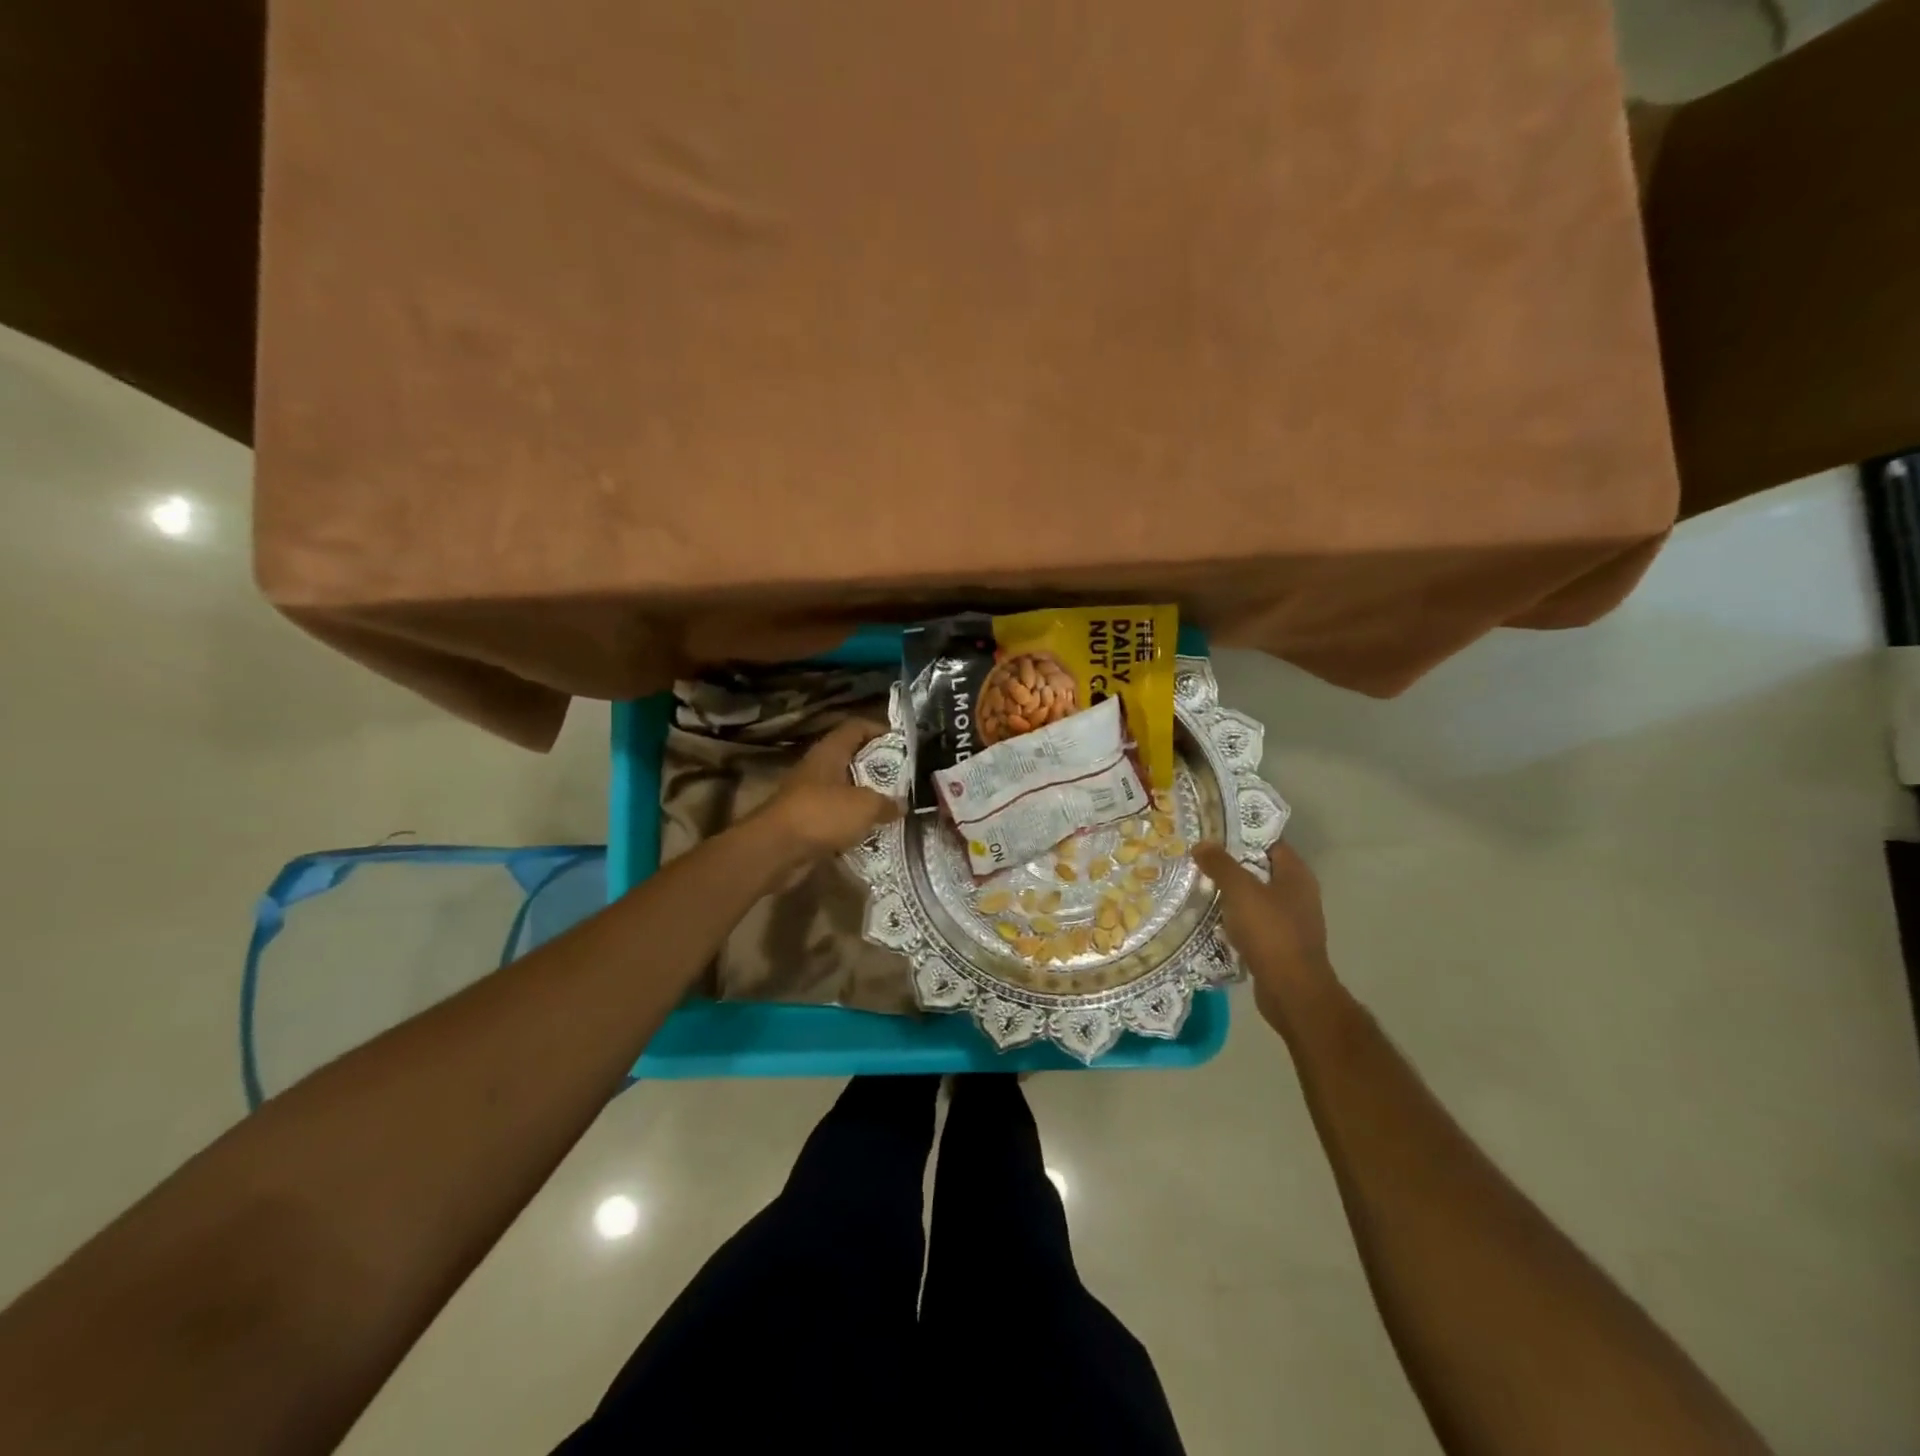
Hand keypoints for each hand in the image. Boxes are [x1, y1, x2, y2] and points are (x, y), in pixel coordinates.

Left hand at [759, 718, 902, 858]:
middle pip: (850, 759)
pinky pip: (834, 817)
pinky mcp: (804, 823)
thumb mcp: (865, 806)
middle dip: (876, 768)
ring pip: (843, 790)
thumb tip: (901, 805)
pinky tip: (871, 834)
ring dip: (865, 799)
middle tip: (902, 781)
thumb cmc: (821, 814)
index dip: (879, 730)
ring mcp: (808, 796)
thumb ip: (886, 803)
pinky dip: (851, 824)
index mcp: (829, 752)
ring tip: (892, 809)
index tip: (902, 744)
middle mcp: (817, 769)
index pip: (855, 727)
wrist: (775, 851)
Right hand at [1193, 841, 1335, 1035]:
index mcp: (1296, 875)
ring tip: (1198, 885)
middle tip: (1198, 857)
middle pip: (1260, 870)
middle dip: (1231, 864)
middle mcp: (1297, 894)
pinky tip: (1210, 919)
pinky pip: (1253, 923)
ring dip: (1230, 893)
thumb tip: (1202, 844)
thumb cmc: (1271, 932)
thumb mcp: (1241, 891)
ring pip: (1255, 898)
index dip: (1242, 834)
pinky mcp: (1280, 944)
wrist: (1292, 991)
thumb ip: (1221, 865)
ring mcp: (1290, 921)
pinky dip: (1234, 919)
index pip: (1270, 842)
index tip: (1212, 831)